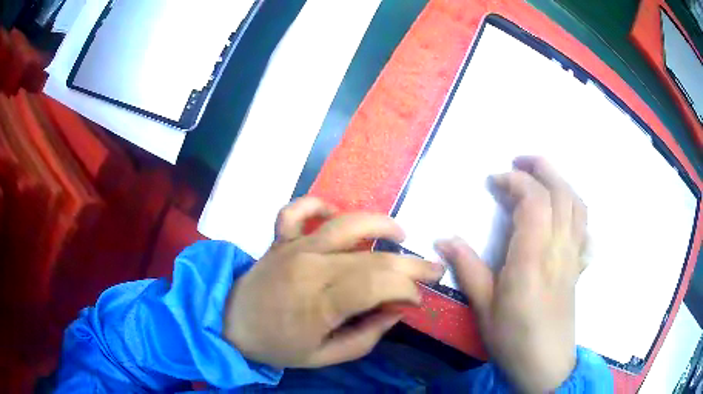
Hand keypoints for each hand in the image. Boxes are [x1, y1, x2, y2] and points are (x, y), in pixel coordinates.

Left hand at [224, 197, 444, 368]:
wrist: (230, 323)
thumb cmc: (276, 345)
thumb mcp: (324, 356)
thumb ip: (366, 336)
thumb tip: (396, 310)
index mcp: (322, 301)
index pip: (379, 284)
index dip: (407, 289)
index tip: (416, 300)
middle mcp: (311, 265)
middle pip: (373, 257)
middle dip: (411, 263)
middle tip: (433, 269)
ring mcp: (294, 246)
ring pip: (345, 223)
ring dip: (379, 224)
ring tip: (399, 234)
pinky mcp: (280, 238)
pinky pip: (297, 210)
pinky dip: (318, 205)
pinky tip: (335, 215)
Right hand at [436, 157, 587, 392]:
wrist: (546, 365)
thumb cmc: (513, 339)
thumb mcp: (484, 309)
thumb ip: (468, 269)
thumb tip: (443, 239)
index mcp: (533, 259)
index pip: (534, 201)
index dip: (514, 181)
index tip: (494, 181)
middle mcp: (559, 249)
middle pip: (561, 192)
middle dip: (541, 167)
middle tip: (518, 161)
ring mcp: (573, 255)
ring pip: (577, 203)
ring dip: (560, 181)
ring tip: (539, 176)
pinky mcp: (578, 264)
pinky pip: (585, 225)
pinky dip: (574, 205)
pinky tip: (561, 208)